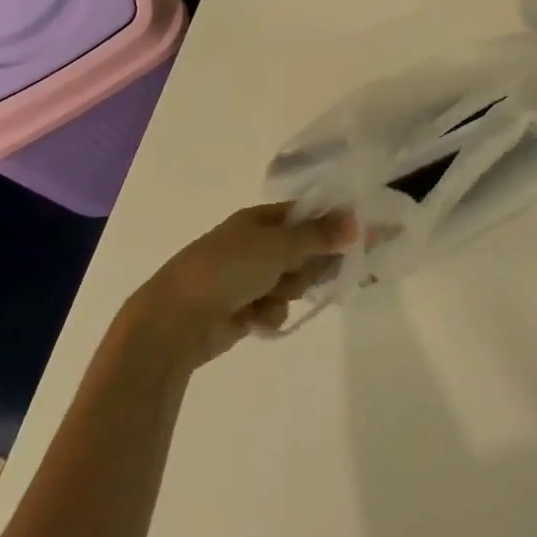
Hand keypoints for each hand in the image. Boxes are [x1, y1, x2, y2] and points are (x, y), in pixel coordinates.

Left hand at [123, 203, 352, 366]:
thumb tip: (357, 222)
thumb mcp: (278, 246)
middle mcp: (254, 245)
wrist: (175, 321)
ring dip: (289, 291)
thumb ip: (320, 236)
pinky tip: (256, 319)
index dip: (334, 224)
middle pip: (303, 250)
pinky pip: (274, 307)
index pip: (306, 215)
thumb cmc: (227, 270)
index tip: (361, 237)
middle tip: (321, 273)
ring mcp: (247, 278)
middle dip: (311, 264)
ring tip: (273, 296)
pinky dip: (270, 313)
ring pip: (292, 281)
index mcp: (258, 220)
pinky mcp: (243, 309)